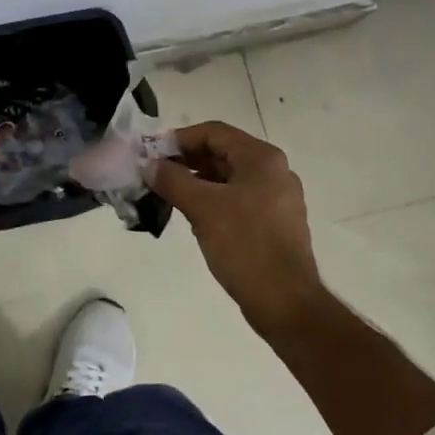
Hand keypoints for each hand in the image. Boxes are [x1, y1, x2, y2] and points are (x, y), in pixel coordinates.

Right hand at [151, 121, 321, 332]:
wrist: (285, 302)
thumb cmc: (245, 245)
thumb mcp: (203, 208)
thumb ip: (173, 180)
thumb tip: (150, 165)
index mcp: (262, 159)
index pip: (214, 132)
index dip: (179, 139)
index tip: (151, 153)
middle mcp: (273, 171)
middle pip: (222, 153)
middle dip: (186, 160)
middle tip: (154, 173)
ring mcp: (276, 198)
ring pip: (228, 178)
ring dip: (196, 181)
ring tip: (165, 194)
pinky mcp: (273, 223)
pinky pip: (237, 199)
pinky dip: (212, 200)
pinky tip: (191, 215)